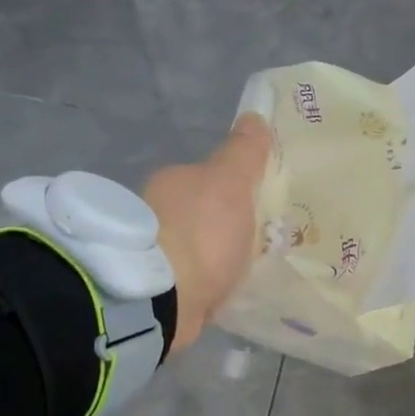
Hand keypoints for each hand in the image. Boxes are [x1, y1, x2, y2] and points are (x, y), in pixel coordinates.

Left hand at [144, 116, 271, 351]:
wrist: (165, 298)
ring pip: (195, 250)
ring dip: (215, 260)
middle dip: (225, 228)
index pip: (207, 179)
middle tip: (260, 246)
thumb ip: (244, 153)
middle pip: (202, 216)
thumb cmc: (203, 234)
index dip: (234, 191)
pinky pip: (191, 282)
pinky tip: (225, 296)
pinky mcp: (157, 291)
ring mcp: (154, 255)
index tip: (259, 210)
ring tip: (246, 276)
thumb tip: (255, 116)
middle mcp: (156, 213)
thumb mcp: (231, 183)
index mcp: (172, 182)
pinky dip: (206, 286)